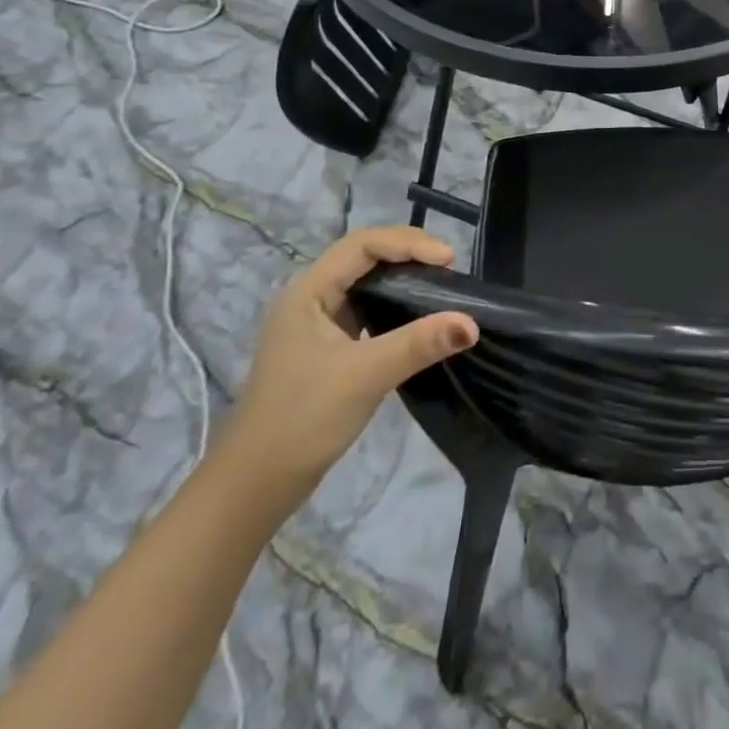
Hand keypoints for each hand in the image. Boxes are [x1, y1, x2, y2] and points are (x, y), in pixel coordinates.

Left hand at [219, 227, 477, 506]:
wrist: (255, 485)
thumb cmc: (303, 419)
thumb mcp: (365, 375)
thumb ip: (418, 344)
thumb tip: (472, 323)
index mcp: (308, 292)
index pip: (363, 245)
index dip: (408, 243)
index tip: (448, 260)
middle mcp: (310, 298)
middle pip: (364, 257)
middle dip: (408, 255)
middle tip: (449, 269)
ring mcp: (316, 324)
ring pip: (365, 283)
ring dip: (402, 278)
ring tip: (440, 286)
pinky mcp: (326, 348)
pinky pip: (366, 310)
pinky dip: (394, 305)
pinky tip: (416, 319)